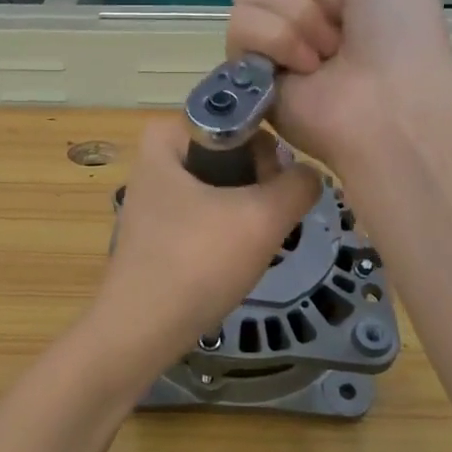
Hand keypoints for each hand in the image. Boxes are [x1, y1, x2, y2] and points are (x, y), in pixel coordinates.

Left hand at [95, 118, 319, 375]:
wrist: (142, 331)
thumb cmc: (197, 262)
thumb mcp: (262, 218)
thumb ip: (299, 185)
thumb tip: (310, 176)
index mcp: (167, 134)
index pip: (241, 119)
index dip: (269, 151)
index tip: (278, 189)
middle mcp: (156, 156)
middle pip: (235, 154)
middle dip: (260, 187)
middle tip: (267, 224)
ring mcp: (156, 194)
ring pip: (226, 188)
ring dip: (249, 214)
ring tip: (253, 245)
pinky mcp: (160, 228)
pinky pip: (210, 214)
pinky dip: (229, 233)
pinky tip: (234, 260)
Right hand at [226, 0, 451, 163]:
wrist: (392, 100)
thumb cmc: (398, 26)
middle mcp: (293, 7)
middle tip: (342, 23)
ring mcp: (267, 40)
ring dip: (300, 18)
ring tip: (328, 54)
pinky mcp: (247, 70)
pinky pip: (240, 26)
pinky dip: (279, 42)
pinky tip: (306, 69)